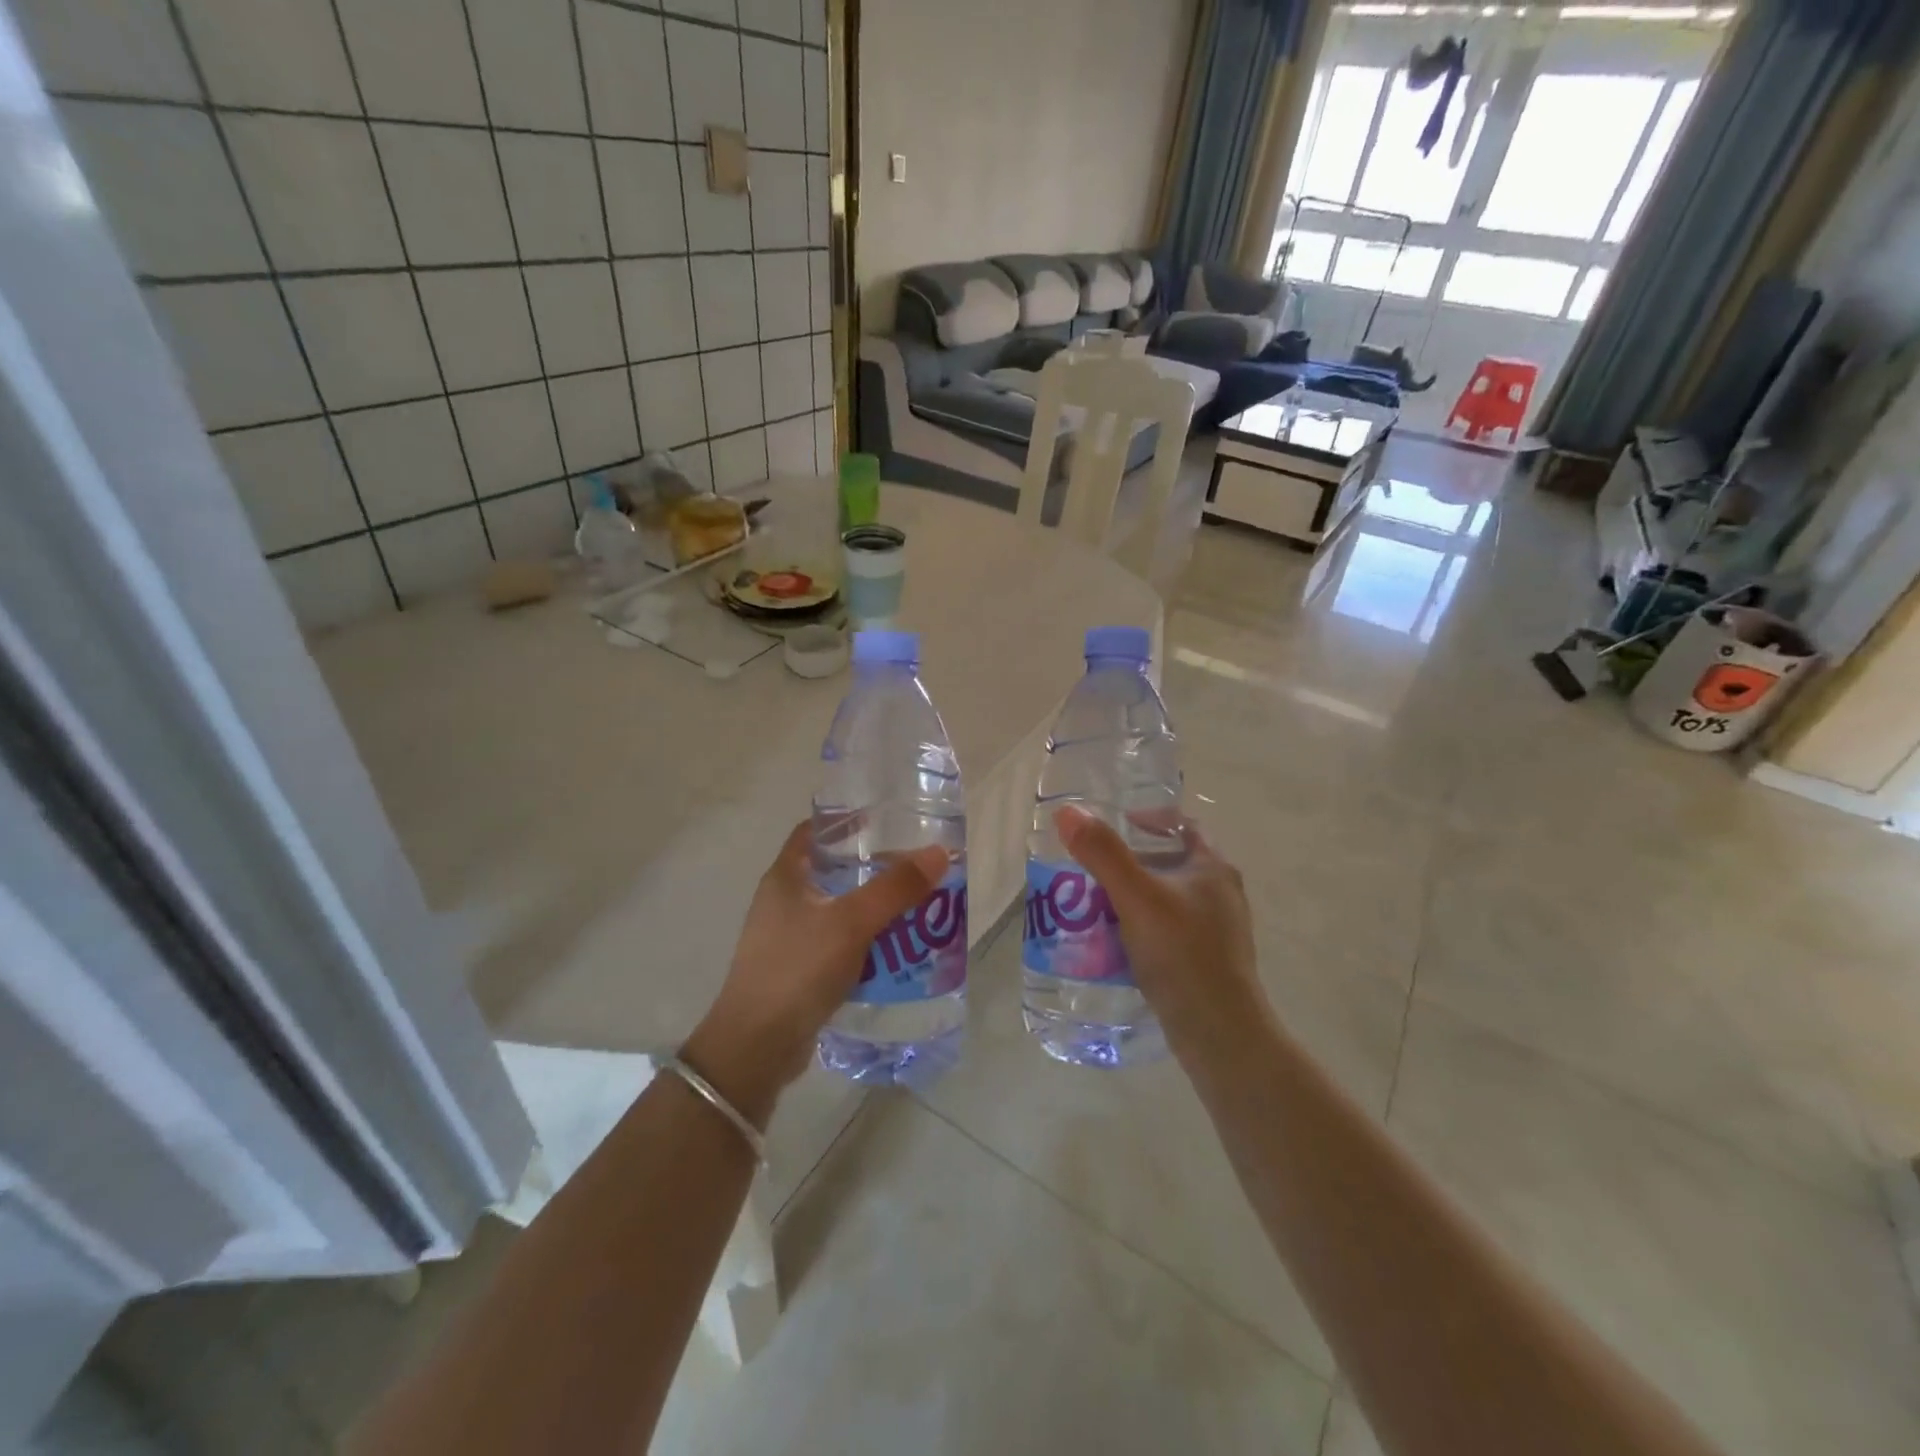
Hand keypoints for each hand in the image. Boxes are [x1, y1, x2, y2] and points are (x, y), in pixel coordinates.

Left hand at [684, 821, 948, 1124]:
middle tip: (913, 868)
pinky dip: (865, 941)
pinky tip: (894, 950)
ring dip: (872, 908)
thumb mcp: (851, 922)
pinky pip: (838, 944)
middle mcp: (783, 901)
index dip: (844, 821)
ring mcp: (788, 938)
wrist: (757, 1046)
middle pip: (831, 871)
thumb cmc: (798, 969)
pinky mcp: (799, 970)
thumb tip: (939, 853)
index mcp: (786, 877)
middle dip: (872, 869)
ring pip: (838, 910)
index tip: (883, 819)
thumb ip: (895, 888)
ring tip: (913, 906)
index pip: (813, 831)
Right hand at [1053, 805, 1273, 1063]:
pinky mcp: (1206, 962)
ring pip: (1167, 899)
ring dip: (1133, 897)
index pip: (1183, 826)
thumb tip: (1068, 812)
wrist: (1220, 1033)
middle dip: (1131, 861)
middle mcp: (1221, 894)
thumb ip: (1103, 853)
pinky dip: (1140, 928)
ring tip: (1093, 904)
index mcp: (1213, 868)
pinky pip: (1167, 931)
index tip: (1114, 824)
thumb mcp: (1136, 897)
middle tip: (1092, 867)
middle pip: (1171, 862)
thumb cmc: (1182, 953)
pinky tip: (1113, 943)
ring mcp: (1217, 931)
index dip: (1150, 819)